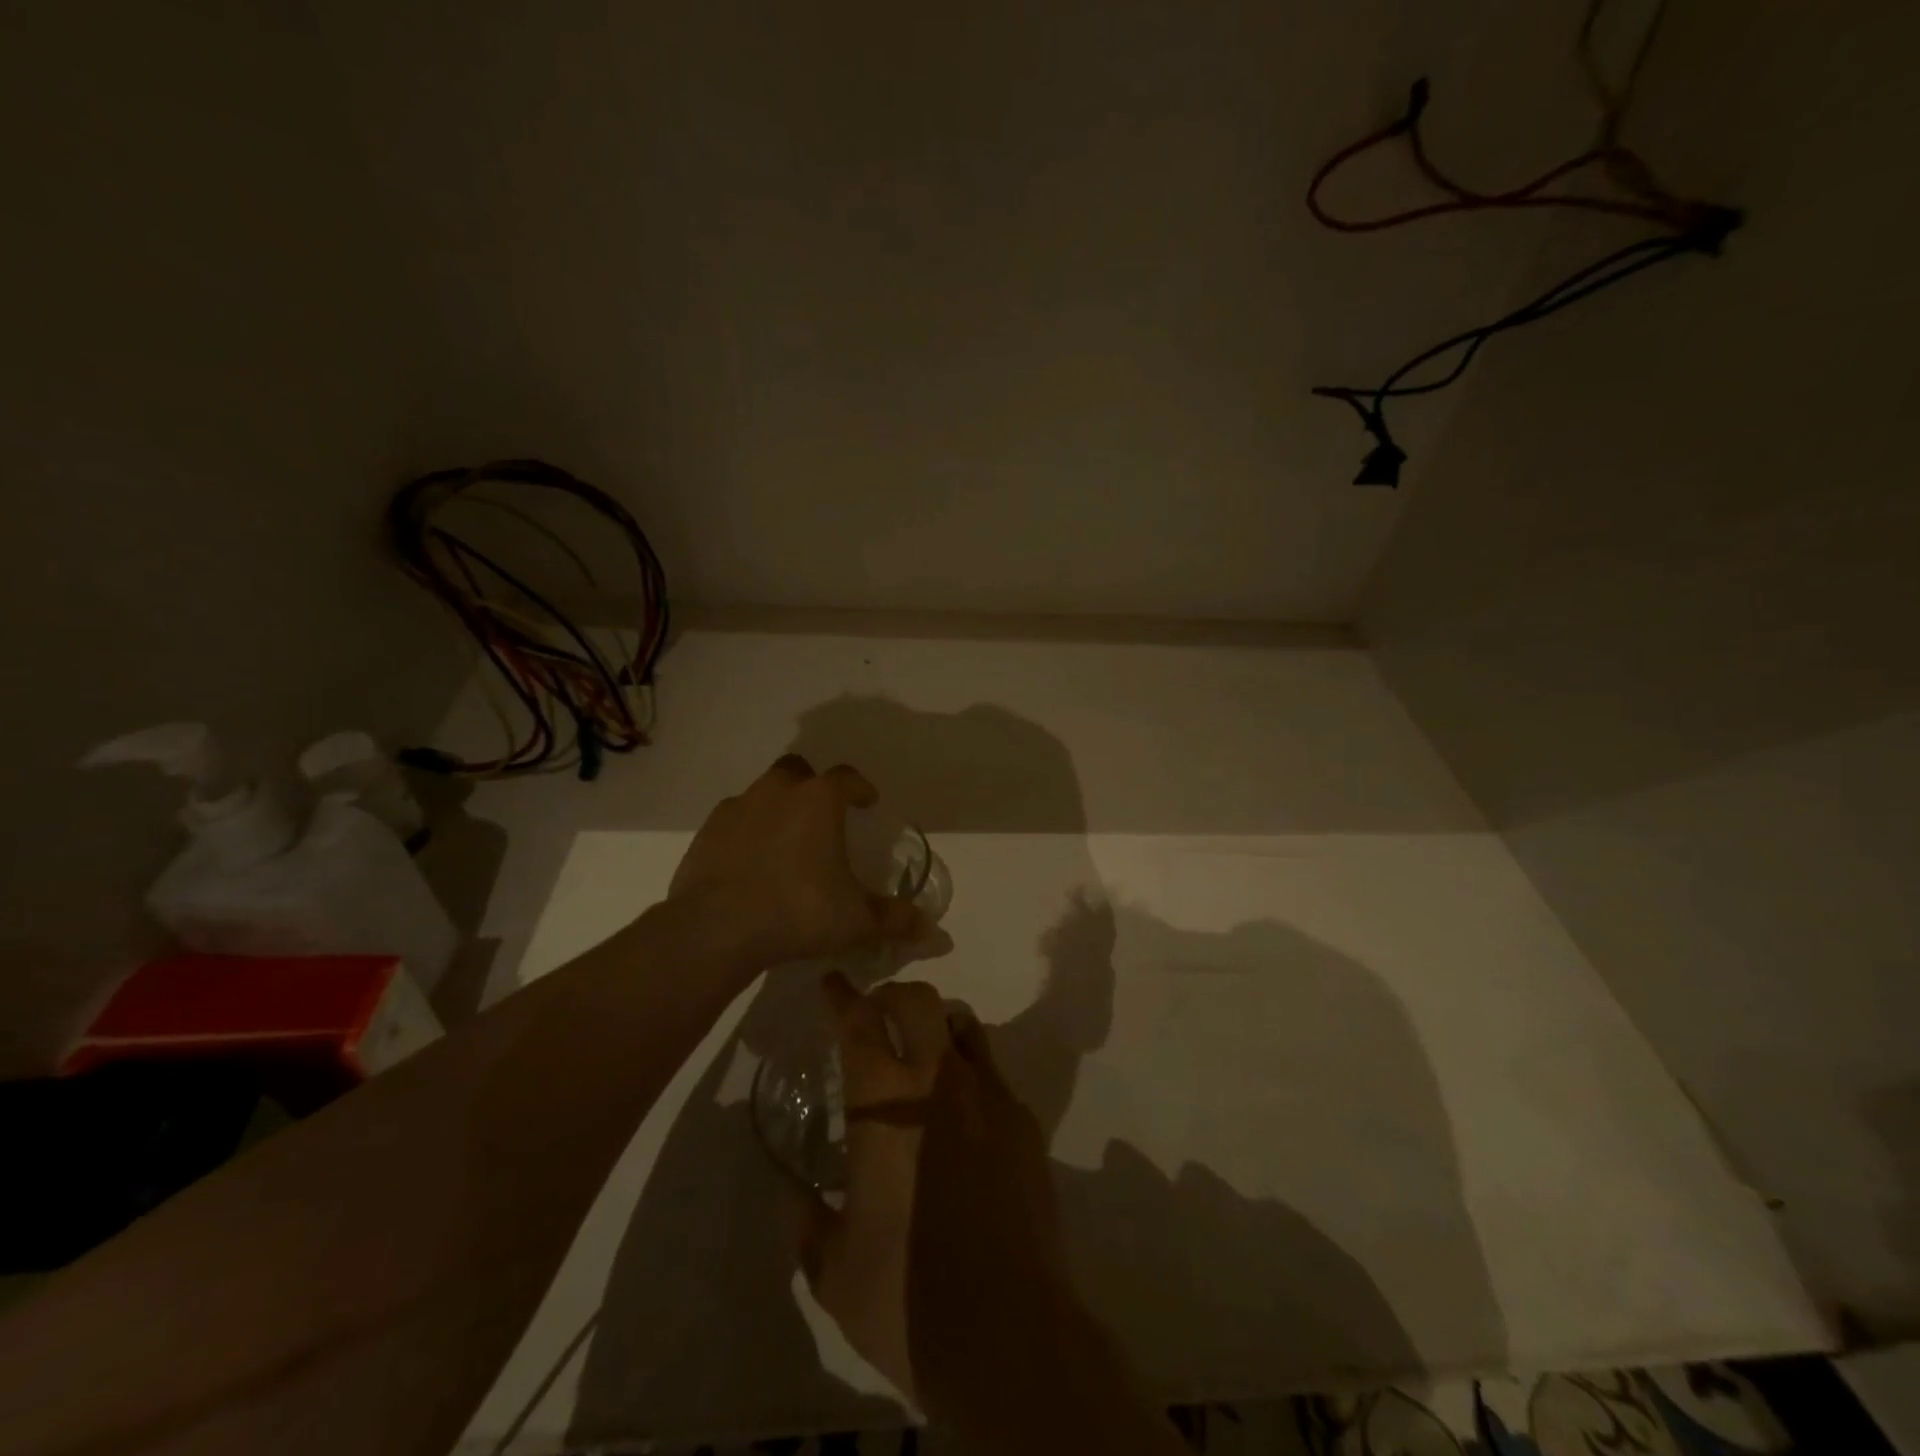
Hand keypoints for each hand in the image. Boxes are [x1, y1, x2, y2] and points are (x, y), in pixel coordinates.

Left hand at [666, 754, 925, 971]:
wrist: (717, 928)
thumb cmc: (798, 911)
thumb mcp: (856, 921)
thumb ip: (895, 920)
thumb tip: (934, 932)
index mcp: (819, 801)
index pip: (847, 777)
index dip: (861, 788)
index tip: (868, 801)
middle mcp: (778, 792)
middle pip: (799, 771)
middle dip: (812, 787)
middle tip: (821, 816)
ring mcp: (738, 808)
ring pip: (763, 792)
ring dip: (777, 807)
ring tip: (785, 842)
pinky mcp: (707, 831)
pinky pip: (734, 820)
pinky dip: (746, 832)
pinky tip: (750, 861)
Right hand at [796, 974, 1071, 1414]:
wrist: (1011, 1334)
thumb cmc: (907, 1298)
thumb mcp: (834, 1271)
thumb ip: (806, 1223)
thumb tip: (792, 1196)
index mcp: (884, 1105)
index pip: (860, 1023)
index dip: (844, 997)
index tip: (833, 984)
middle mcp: (938, 1082)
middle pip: (918, 1001)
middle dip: (892, 996)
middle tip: (876, 1016)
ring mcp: (989, 1096)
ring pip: (962, 1024)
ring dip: (935, 1025)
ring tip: (921, 1054)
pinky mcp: (1025, 1122)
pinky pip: (991, 1070)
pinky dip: (968, 1069)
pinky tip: (961, 1113)